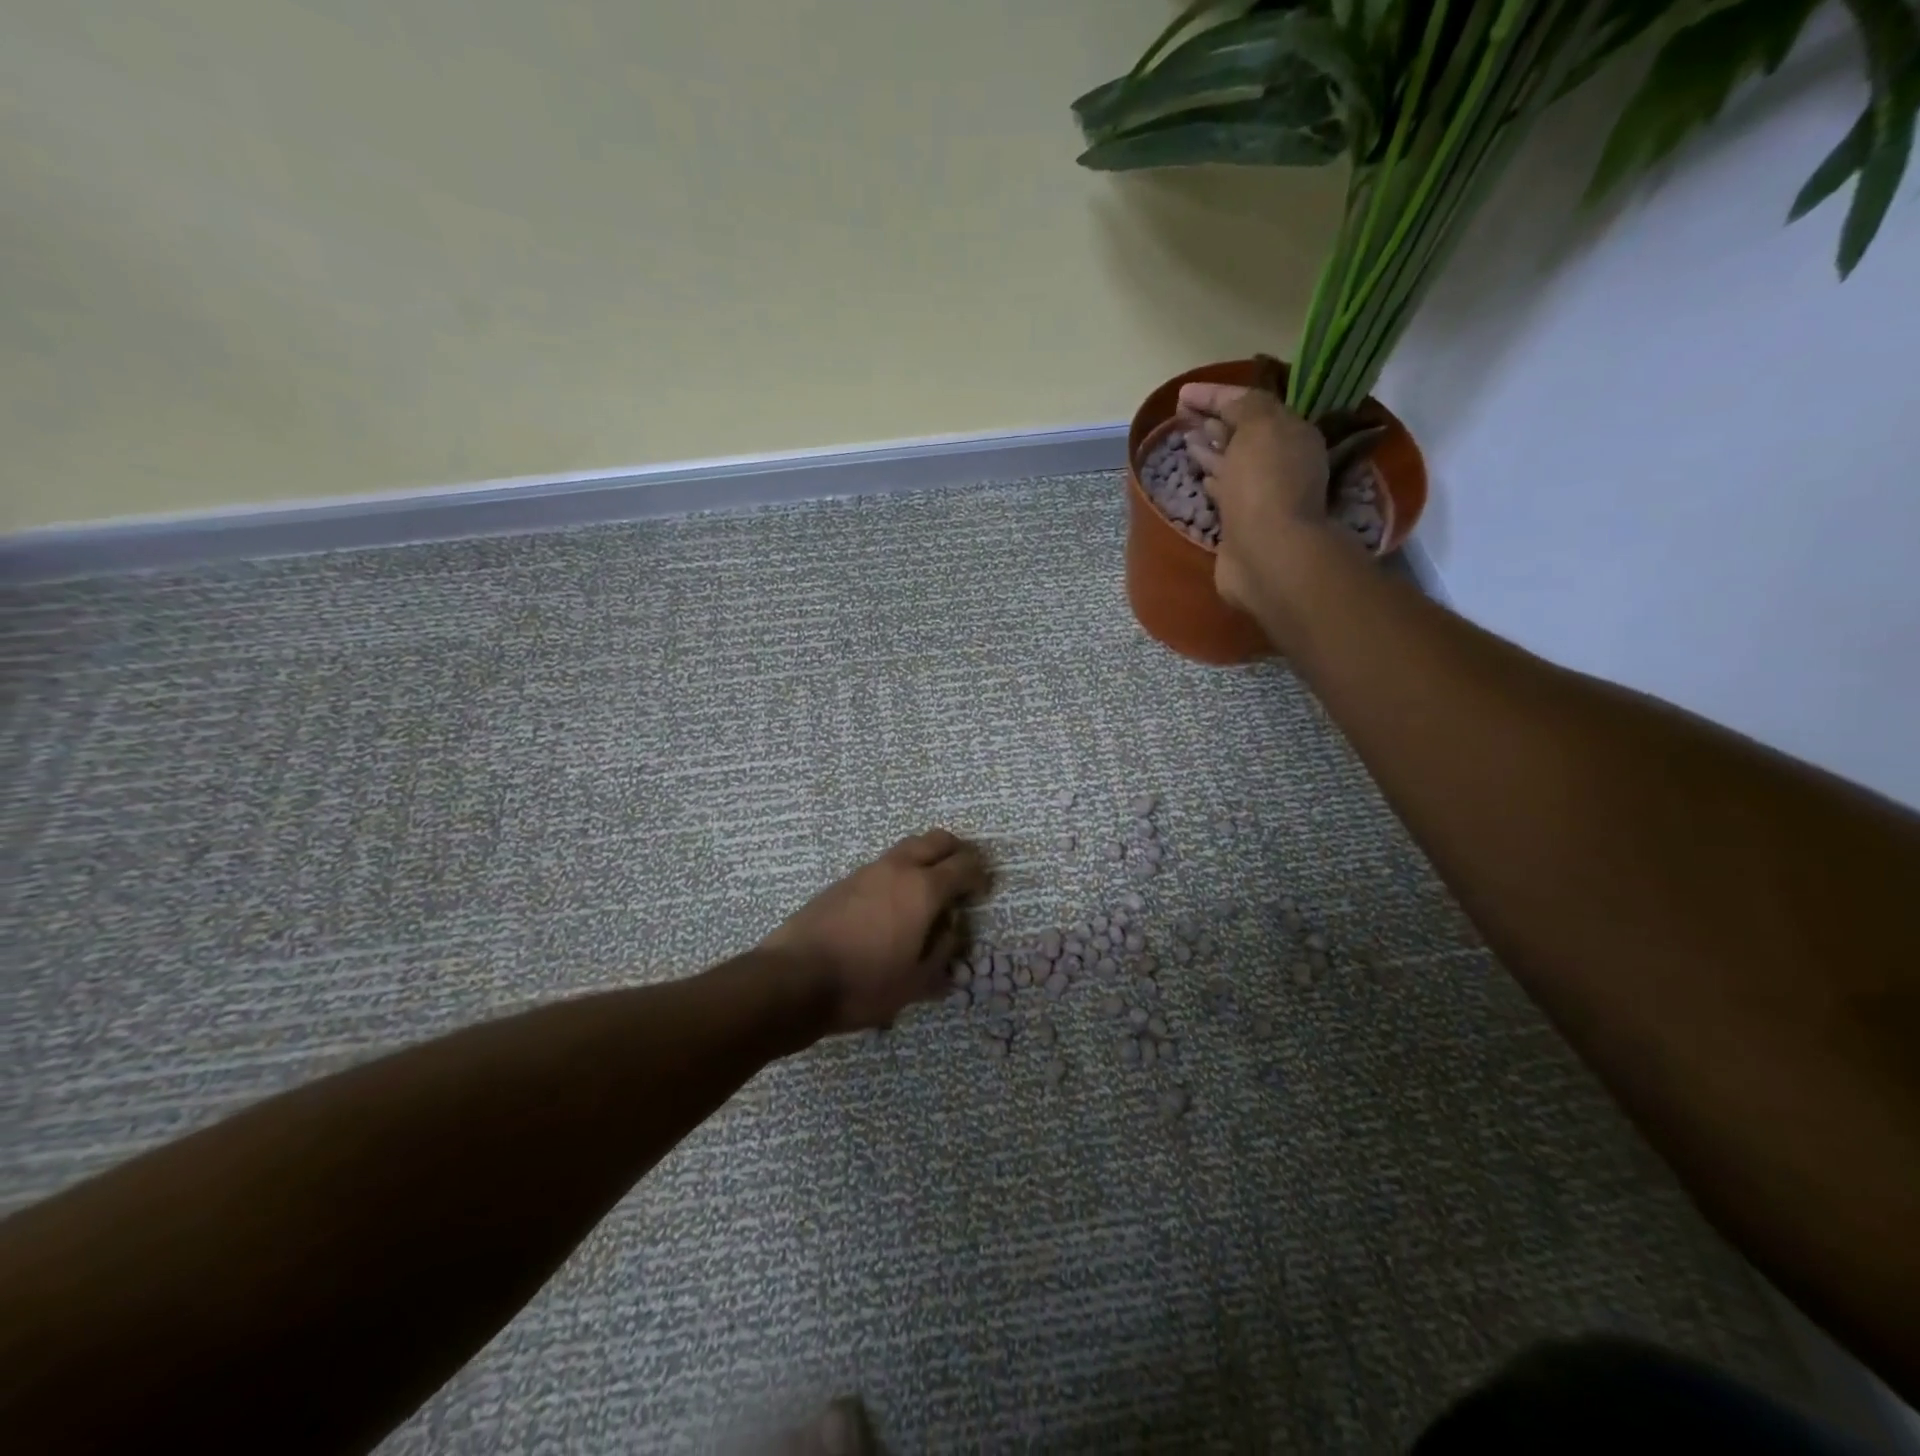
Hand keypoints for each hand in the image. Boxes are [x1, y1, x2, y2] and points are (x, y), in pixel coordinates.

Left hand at [761, 829, 990, 1032]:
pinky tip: (895, 904)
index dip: (980, 874)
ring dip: (926, 859)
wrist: (793, 978)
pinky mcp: (844, 882)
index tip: (984, 890)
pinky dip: (900, 873)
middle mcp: (897, 869)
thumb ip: (942, 951)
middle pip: (936, 840)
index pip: (964, 865)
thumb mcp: (916, 982)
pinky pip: (884, 866)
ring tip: (929, 890)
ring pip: (908, 848)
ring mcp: (867, 871)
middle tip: (964, 874)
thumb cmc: (863, 983)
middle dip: (957, 851)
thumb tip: (950, 930)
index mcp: (923, 889)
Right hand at [1177, 382, 1337, 614]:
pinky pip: (1226, 492)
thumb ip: (1244, 406)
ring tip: (1186, 439)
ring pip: (1233, 463)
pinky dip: (1213, 479)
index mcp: (1291, 433)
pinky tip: (1200, 475)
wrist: (1266, 554)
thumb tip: (1227, 404)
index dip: (1215, 395)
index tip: (1181, 394)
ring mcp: (1262, 495)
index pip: (1250, 404)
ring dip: (1211, 450)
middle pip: (1244, 434)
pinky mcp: (1243, 523)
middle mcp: (1281, 462)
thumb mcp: (1259, 427)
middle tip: (1184, 416)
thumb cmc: (1264, 484)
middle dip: (1215, 421)